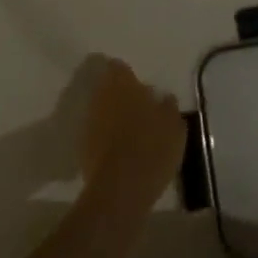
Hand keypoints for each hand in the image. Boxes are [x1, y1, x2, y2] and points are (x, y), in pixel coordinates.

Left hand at [79, 54, 184, 208]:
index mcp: (123, 85)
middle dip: (120, 95)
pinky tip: (122, 149)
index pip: (118, 67)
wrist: (120, 189)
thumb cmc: (152, 149)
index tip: (139, 85)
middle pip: (107, 88)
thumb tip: (163, 97)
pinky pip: (97, 132)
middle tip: (139, 107)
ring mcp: (89, 122)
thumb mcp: (174, 126)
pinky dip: (107, 136)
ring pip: (102, 110)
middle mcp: (101, 98)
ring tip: (132, 130)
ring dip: (113, 115)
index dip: (127, 74)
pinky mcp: (83, 147)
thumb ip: (168, 107)